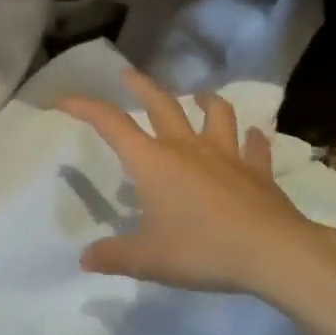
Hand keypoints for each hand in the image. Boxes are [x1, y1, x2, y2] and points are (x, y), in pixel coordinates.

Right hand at [59, 70, 335, 299]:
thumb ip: (114, 256)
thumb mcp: (148, 260)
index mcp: (152, 161)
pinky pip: (255, 147)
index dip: (84, 107)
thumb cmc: (201, 249)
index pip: (111, 123)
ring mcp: (226, 155)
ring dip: (205, 101)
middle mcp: (186, 148)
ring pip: (216, 114)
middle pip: (161, 104)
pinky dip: (252, 139)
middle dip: (141, 86)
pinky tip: (253, 137)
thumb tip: (85, 259)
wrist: (271, 252)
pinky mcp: (258, 171)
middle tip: (128, 74)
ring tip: (199, 96)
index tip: (64, 99)